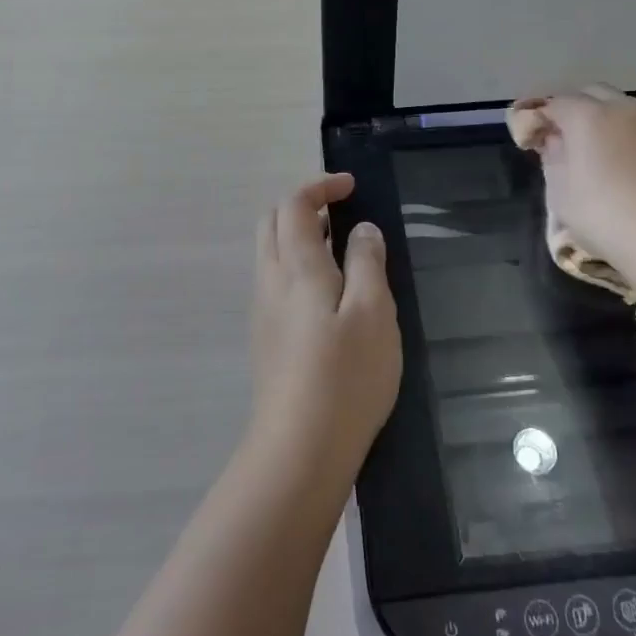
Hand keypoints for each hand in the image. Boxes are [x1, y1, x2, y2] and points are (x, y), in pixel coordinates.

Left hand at [251, 173, 402, 476]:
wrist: (299, 450)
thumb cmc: (345, 375)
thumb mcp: (373, 312)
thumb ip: (366, 262)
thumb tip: (360, 229)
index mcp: (297, 266)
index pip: (294, 205)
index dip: (319, 186)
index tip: (350, 186)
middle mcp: (270, 281)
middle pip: (273, 222)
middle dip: (303, 206)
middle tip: (341, 212)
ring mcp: (262, 311)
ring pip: (271, 253)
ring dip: (300, 237)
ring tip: (342, 251)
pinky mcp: (265, 338)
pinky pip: (275, 282)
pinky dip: (297, 265)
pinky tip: (328, 295)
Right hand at [511, 86, 635, 268]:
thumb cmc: (607, 216)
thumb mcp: (561, 194)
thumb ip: (553, 160)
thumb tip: (556, 142)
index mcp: (587, 116)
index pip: (555, 104)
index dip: (540, 118)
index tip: (532, 139)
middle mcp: (622, 109)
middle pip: (592, 94)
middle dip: (574, 109)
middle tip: (564, 139)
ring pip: (622, 108)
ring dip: (606, 121)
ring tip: (599, 153)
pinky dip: (630, 136)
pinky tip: (629, 165)